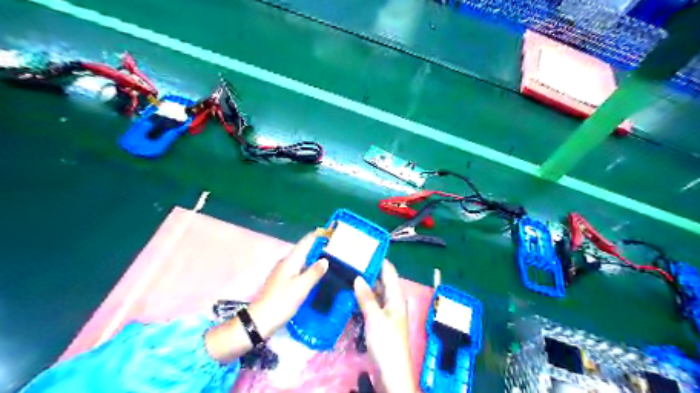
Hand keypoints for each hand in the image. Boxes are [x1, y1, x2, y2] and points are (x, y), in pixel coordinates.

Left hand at [250, 231, 330, 336]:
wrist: (260, 321)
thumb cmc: (282, 302)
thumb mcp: (301, 287)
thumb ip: (314, 272)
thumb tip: (325, 260)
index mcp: (290, 260)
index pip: (305, 242)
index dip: (317, 235)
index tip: (330, 231)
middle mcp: (286, 262)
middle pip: (303, 249)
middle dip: (317, 245)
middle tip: (334, 245)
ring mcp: (283, 272)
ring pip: (301, 259)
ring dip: (313, 256)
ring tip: (329, 257)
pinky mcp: (282, 281)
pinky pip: (298, 268)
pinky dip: (308, 266)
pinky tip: (315, 273)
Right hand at [357, 260, 414, 392]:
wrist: (390, 372)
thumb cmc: (387, 342)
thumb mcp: (376, 318)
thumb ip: (367, 297)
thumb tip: (358, 277)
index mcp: (396, 296)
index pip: (389, 271)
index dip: (379, 259)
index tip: (365, 248)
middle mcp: (391, 300)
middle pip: (381, 280)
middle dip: (369, 270)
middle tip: (351, 260)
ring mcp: (385, 311)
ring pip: (375, 292)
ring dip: (364, 284)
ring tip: (348, 272)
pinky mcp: (378, 321)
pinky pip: (370, 303)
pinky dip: (362, 297)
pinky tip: (350, 293)